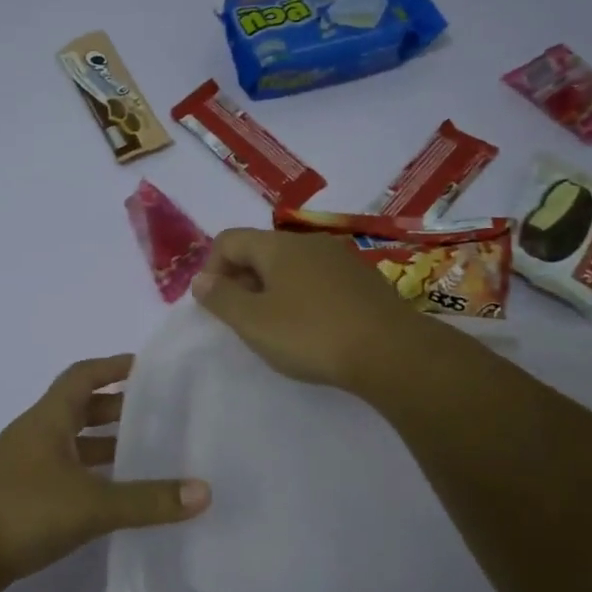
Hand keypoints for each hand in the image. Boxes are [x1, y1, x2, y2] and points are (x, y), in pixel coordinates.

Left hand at [0, 354, 210, 583]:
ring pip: (73, 444)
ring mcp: (26, 467)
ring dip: (105, 444)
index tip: (147, 367)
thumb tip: (203, 492)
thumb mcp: (92, 504)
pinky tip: (114, 495)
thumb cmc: (22, 511)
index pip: (83, 375)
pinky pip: (66, 473)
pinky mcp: (22, 497)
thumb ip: (148, 500)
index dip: (113, 367)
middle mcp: (36, 435)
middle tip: (158, 413)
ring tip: (146, 453)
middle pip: (80, 408)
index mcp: (49, 419)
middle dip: (117, 408)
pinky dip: (92, 475)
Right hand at [190, 228, 425, 388]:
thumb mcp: (253, 322)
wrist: (390, 352)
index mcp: (278, 246)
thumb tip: (201, 279)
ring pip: (292, 265)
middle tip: (243, 320)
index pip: (229, 239)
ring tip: (276, 327)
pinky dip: (303, 296)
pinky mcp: (364, 280)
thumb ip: (221, 298)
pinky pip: (319, 279)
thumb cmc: (311, 335)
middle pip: (261, 250)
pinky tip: (312, 328)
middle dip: (243, 280)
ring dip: (273, 290)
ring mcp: (341, 258)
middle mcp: (309, 242)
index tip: (216, 304)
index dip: (212, 268)